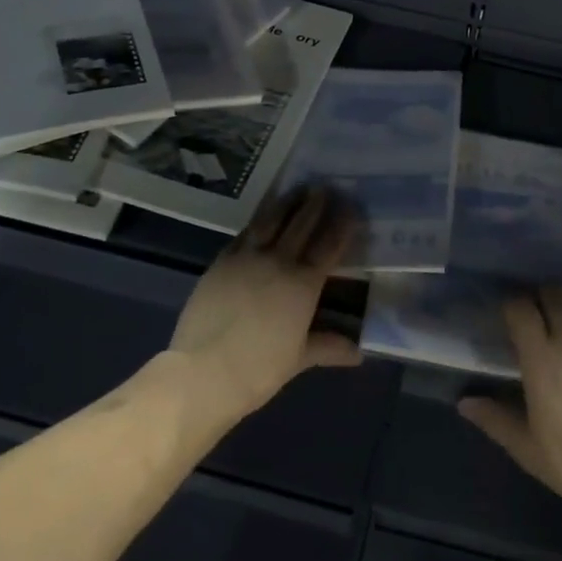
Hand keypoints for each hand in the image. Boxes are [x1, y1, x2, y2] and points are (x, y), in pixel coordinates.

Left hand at [169, 187, 361, 421]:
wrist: (203, 373)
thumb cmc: (258, 369)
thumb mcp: (298, 358)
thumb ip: (328, 346)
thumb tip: (357, 352)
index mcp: (303, 284)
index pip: (329, 245)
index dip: (341, 224)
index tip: (351, 207)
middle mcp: (278, 262)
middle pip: (301, 224)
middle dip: (316, 204)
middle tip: (326, 187)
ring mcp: (246, 258)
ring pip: (270, 220)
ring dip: (286, 202)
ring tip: (297, 189)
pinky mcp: (220, 262)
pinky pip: (243, 234)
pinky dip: (257, 221)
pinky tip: (262, 216)